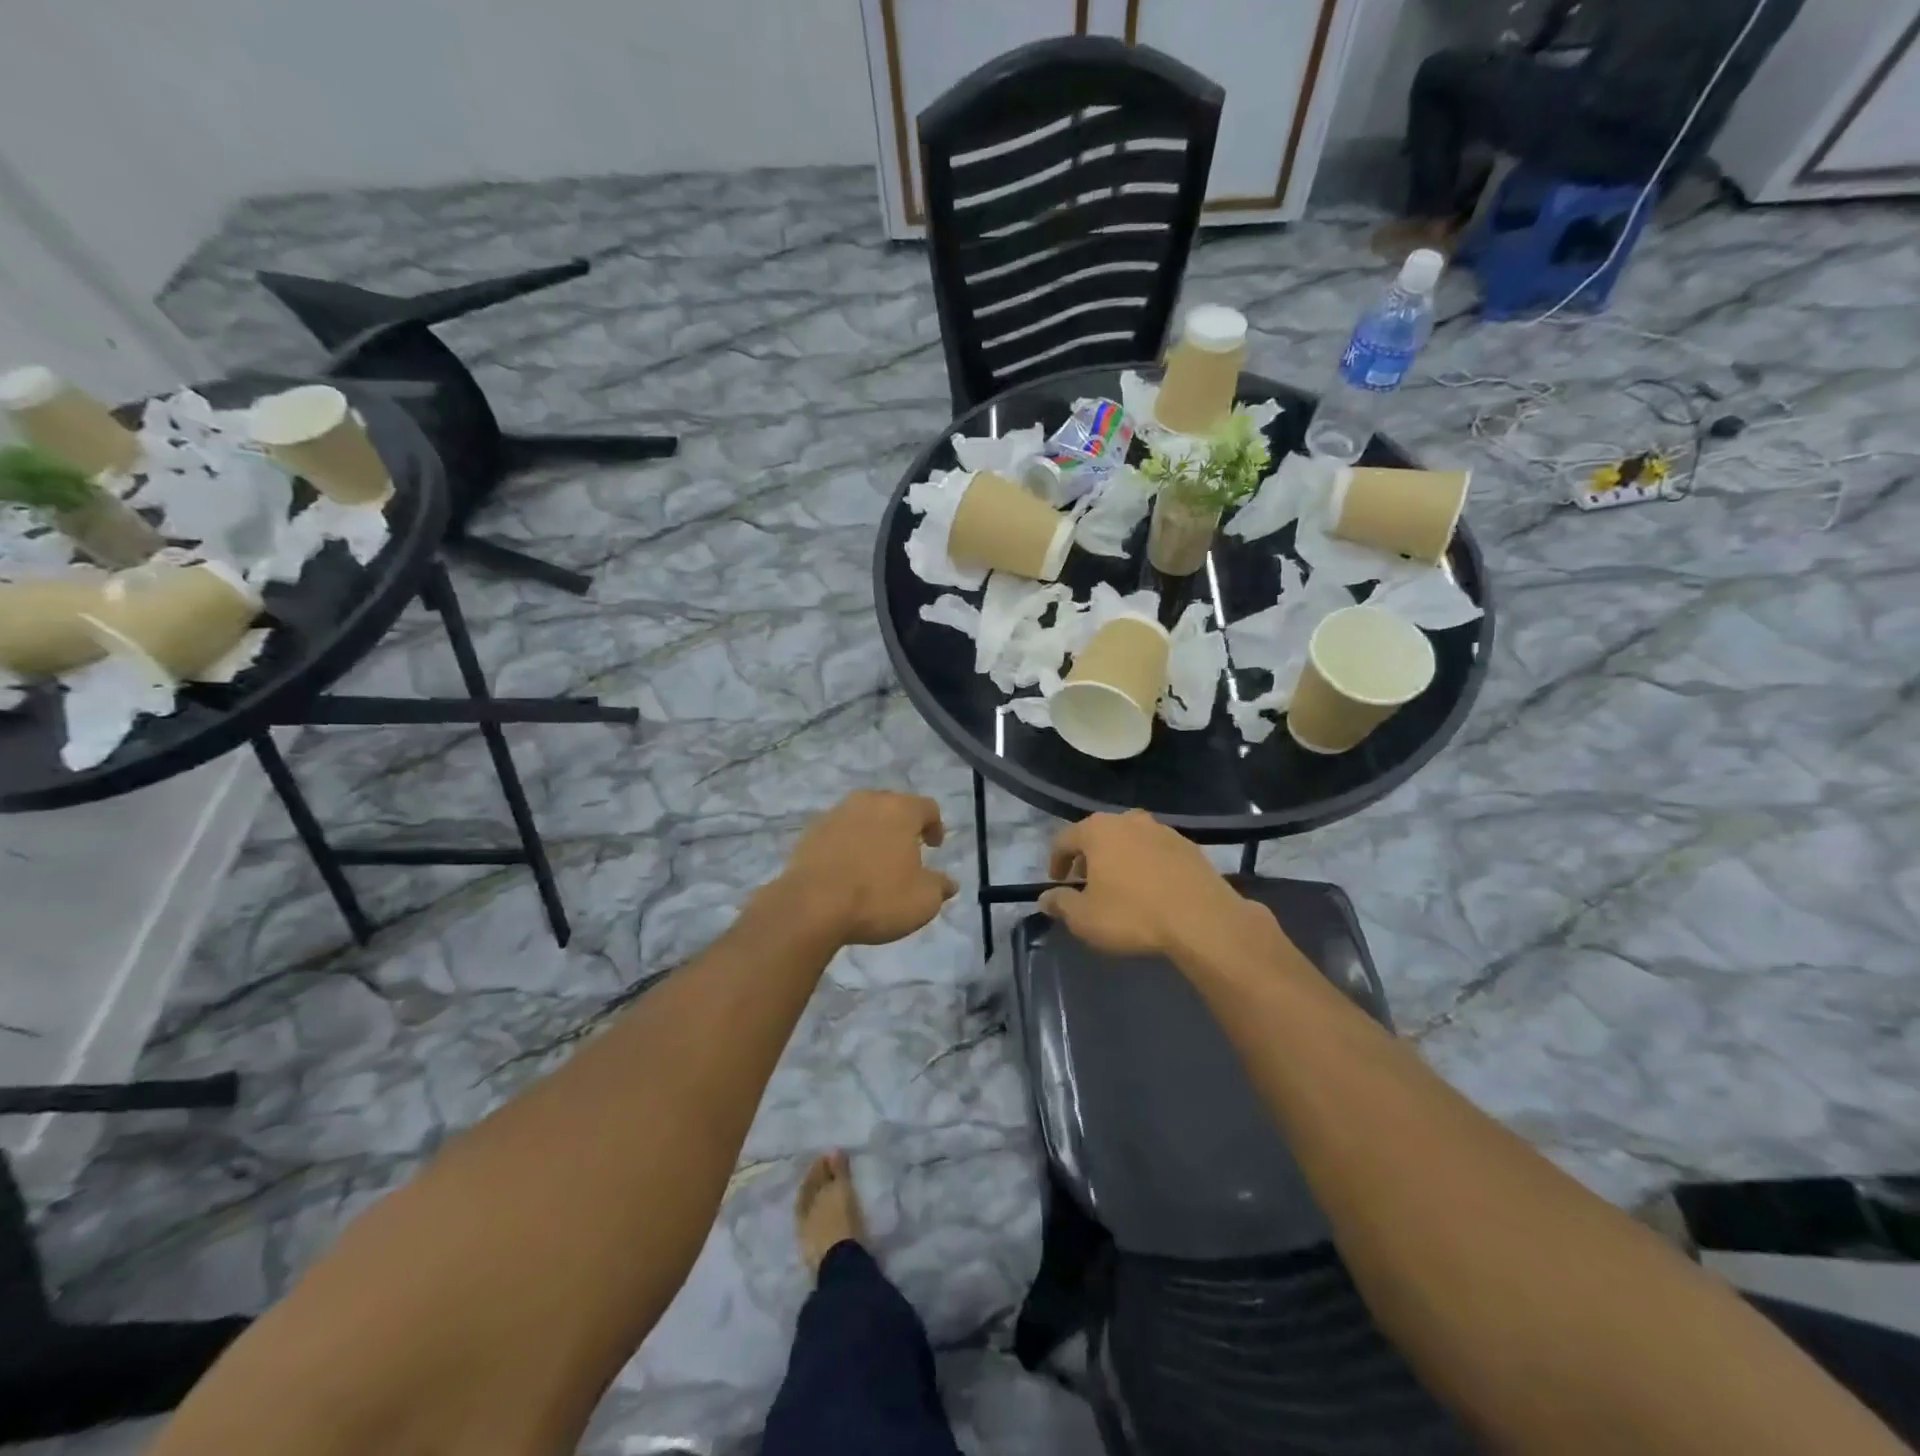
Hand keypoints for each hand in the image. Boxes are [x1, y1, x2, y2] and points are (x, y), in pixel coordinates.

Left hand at [775, 790, 956, 945]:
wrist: (811, 906)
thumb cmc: (877, 897)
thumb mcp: (923, 900)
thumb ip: (940, 886)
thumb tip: (948, 883)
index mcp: (900, 809)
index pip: (928, 807)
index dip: (936, 826)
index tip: (935, 847)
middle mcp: (868, 802)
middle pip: (893, 806)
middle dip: (902, 825)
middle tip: (906, 850)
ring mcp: (835, 814)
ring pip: (863, 816)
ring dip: (872, 833)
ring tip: (875, 860)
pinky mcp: (810, 832)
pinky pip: (838, 832)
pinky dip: (847, 844)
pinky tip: (847, 869)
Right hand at [1039, 810, 1262, 960]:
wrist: (1203, 920)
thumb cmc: (1132, 915)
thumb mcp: (1084, 918)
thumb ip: (1060, 904)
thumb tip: (1046, 898)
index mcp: (1098, 831)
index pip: (1064, 838)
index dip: (1056, 860)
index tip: (1057, 882)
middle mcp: (1128, 820)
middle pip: (1098, 834)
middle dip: (1088, 856)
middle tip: (1086, 881)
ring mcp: (1162, 830)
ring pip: (1129, 839)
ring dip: (1119, 857)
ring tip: (1120, 885)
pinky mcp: (1189, 846)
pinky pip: (1156, 851)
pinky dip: (1146, 863)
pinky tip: (1151, 888)